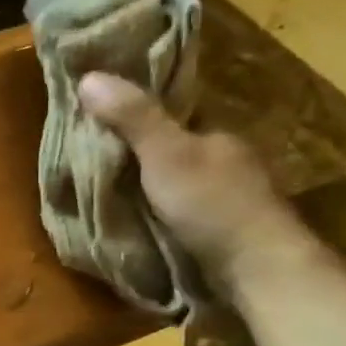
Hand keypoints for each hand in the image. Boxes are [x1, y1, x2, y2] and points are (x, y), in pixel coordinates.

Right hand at [77, 72, 319, 293]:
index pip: (172, 114)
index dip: (136, 112)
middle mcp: (225, 160)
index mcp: (217, 134)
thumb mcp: (165, 154)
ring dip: (146, 186)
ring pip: (175, 181)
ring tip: (104, 191)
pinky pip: (179, 211)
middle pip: (171, 148)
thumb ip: (133, 117)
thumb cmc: (212, 203)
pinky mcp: (222, 231)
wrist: (257, 270)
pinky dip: (157, 211)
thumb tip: (88, 75)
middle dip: (138, 153)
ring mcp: (227, 198)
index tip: (97, 119)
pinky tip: (135, 219)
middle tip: (92, 160)